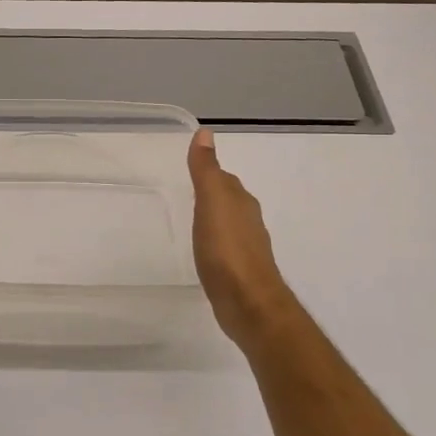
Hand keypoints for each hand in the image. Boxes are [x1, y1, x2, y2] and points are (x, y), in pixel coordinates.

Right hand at [188, 129, 302, 346]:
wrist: (248, 303)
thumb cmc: (227, 250)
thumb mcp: (211, 203)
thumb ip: (206, 170)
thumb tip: (205, 132)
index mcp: (240, 202)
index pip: (224, 179)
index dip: (209, 172)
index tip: (189, 169)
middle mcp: (248, 221)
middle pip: (229, 200)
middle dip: (212, 194)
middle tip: (187, 192)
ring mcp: (246, 247)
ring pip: (229, 224)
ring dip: (215, 220)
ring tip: (193, 221)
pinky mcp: (240, 271)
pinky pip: (225, 247)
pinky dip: (215, 243)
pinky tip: (205, 251)